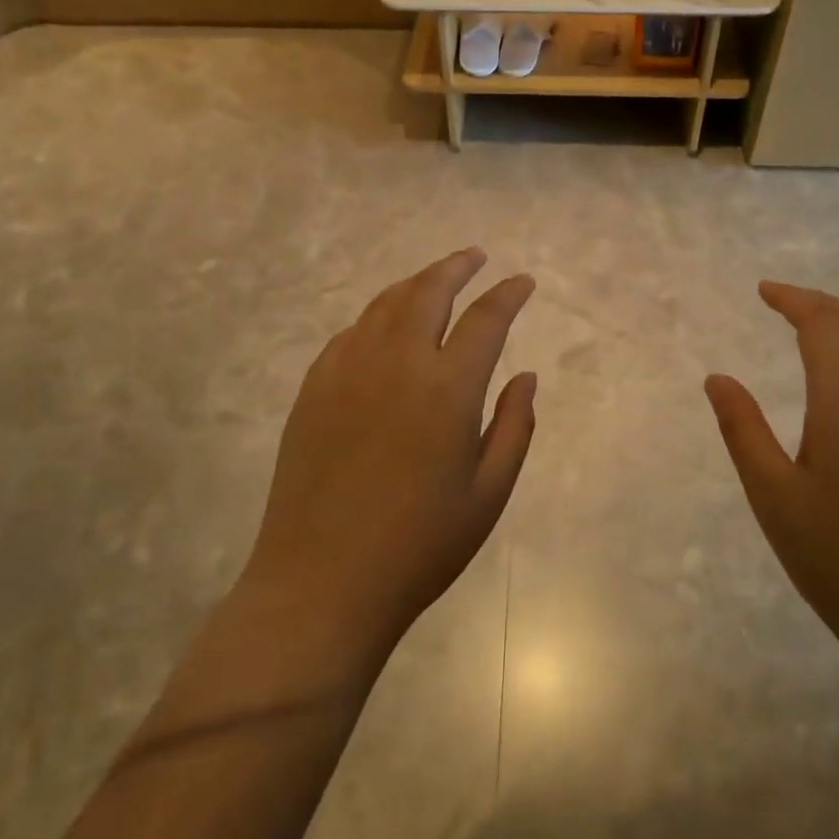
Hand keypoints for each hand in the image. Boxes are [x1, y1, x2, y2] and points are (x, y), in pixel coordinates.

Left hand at [237, 248, 536, 668]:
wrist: (321, 582)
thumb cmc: (419, 546)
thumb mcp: (488, 494)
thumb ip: (514, 427)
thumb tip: (525, 376)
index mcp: (447, 388)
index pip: (485, 319)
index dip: (508, 294)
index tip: (522, 282)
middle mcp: (396, 362)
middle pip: (428, 292)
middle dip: (456, 266)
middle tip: (475, 256)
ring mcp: (347, 371)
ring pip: (385, 304)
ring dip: (415, 284)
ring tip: (434, 280)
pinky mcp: (313, 388)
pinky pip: (350, 333)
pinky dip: (376, 317)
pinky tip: (383, 327)